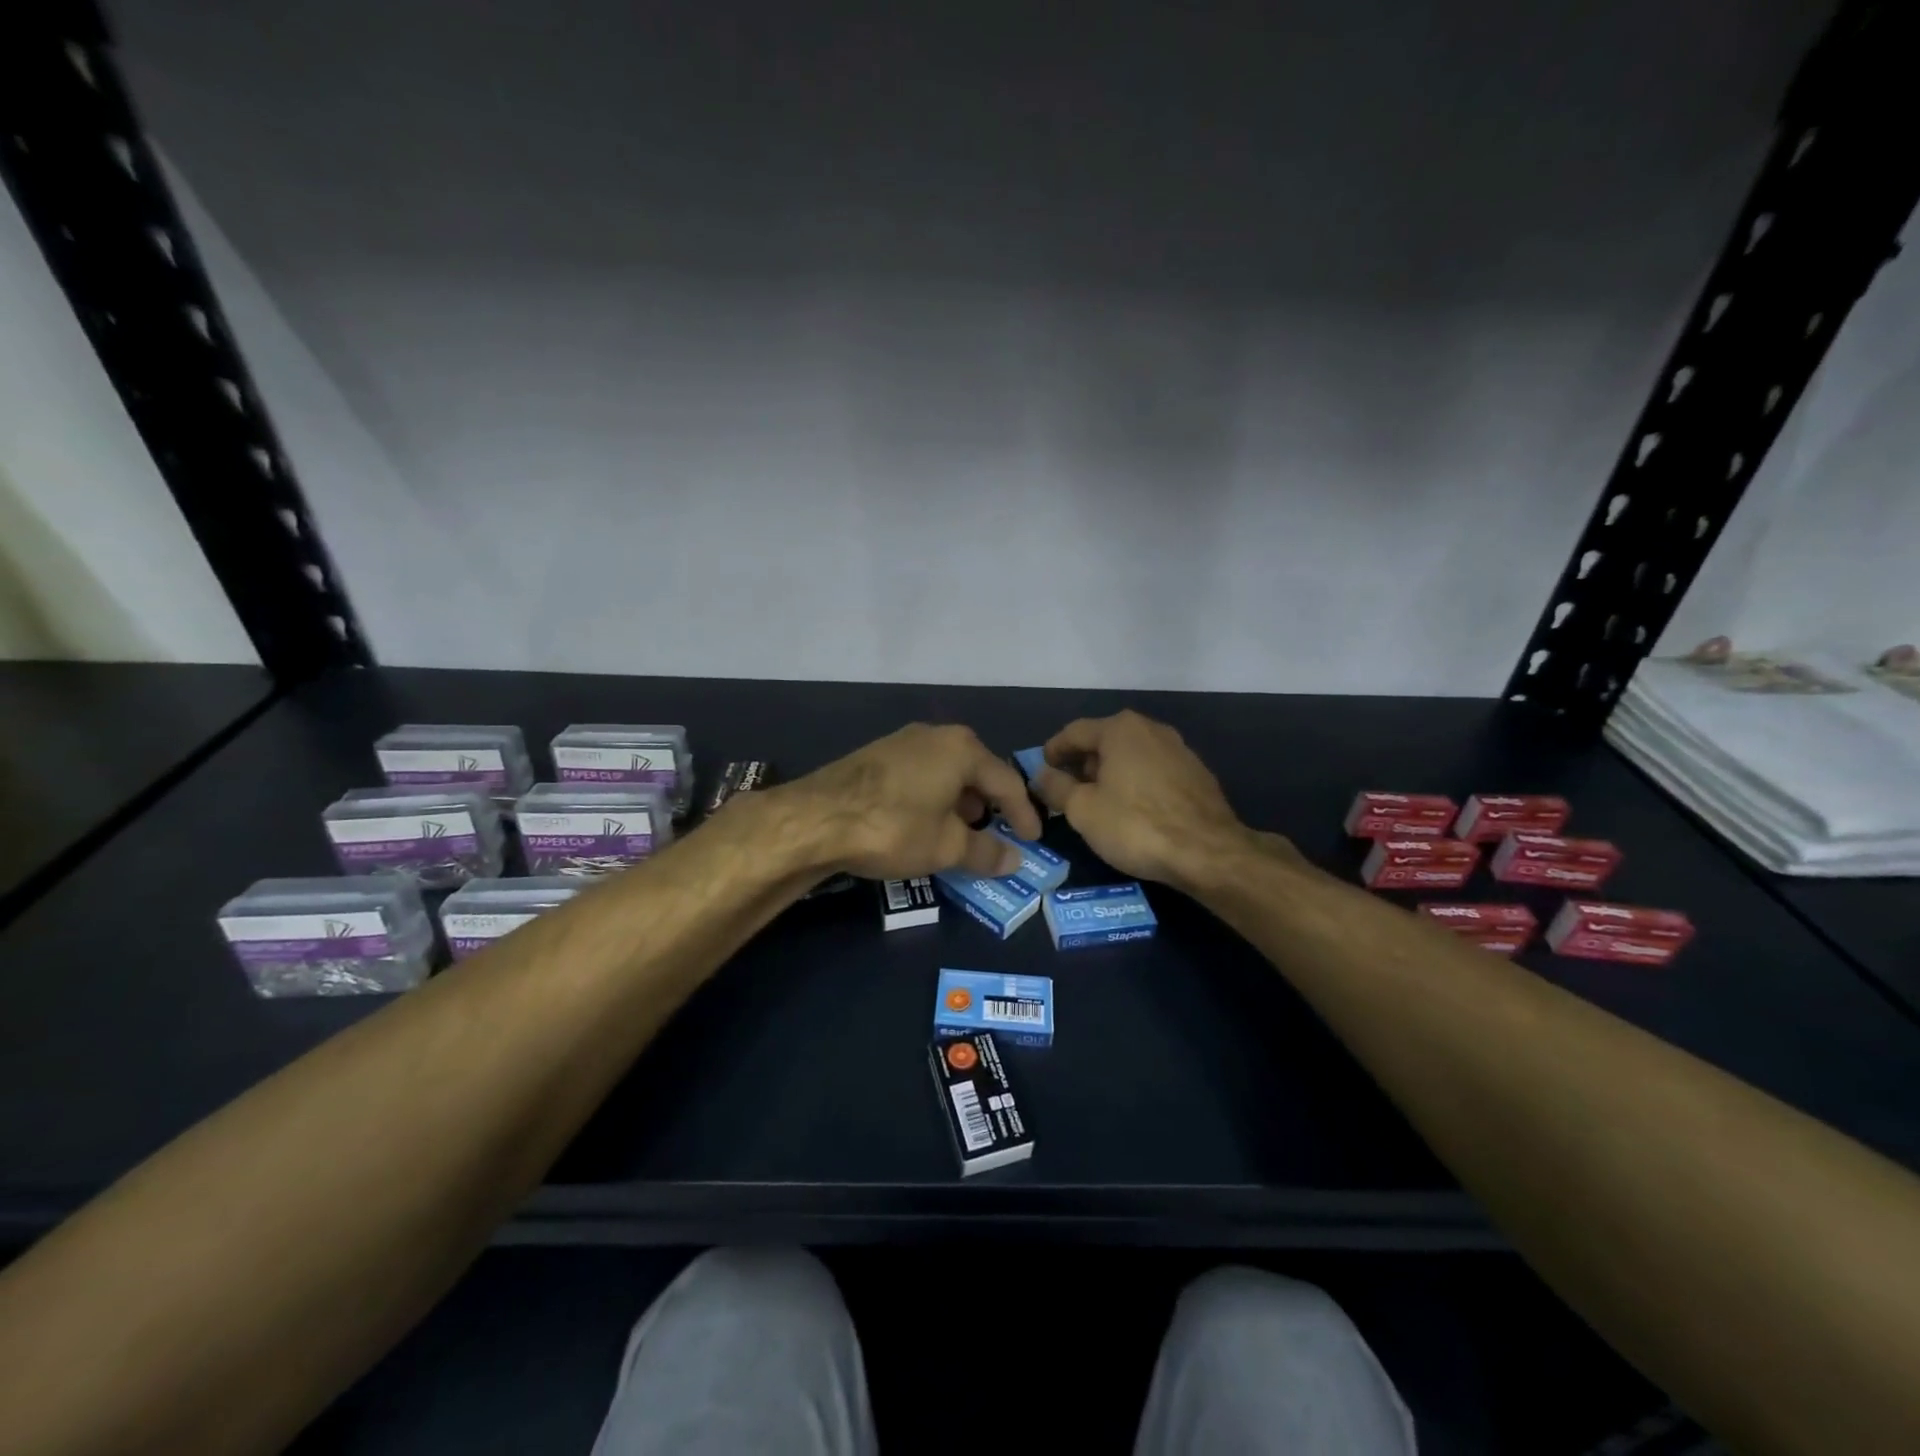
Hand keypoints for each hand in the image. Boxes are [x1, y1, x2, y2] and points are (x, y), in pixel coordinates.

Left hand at [780, 723, 1042, 880]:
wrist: (815, 818)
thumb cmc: (894, 827)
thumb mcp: (946, 847)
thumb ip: (985, 852)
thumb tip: (1014, 861)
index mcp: (962, 749)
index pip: (1007, 782)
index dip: (1023, 814)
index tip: (1033, 839)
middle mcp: (935, 735)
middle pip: (976, 770)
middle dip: (990, 804)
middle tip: (998, 831)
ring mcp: (902, 741)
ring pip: (945, 771)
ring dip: (959, 801)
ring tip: (960, 830)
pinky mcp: (876, 755)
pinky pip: (920, 774)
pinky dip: (932, 797)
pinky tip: (923, 821)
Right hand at [1034, 710, 1276, 890]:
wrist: (1208, 853)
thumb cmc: (1135, 825)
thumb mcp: (1082, 809)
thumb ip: (1056, 787)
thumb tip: (1041, 775)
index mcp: (1120, 729)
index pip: (1074, 732)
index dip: (1052, 751)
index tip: (1041, 770)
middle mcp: (1151, 729)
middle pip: (1105, 741)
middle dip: (1082, 764)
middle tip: (1066, 791)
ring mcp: (1179, 750)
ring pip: (1131, 757)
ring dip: (1110, 775)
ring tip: (1097, 803)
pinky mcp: (1197, 775)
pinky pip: (1153, 773)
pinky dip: (1135, 784)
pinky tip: (1131, 811)